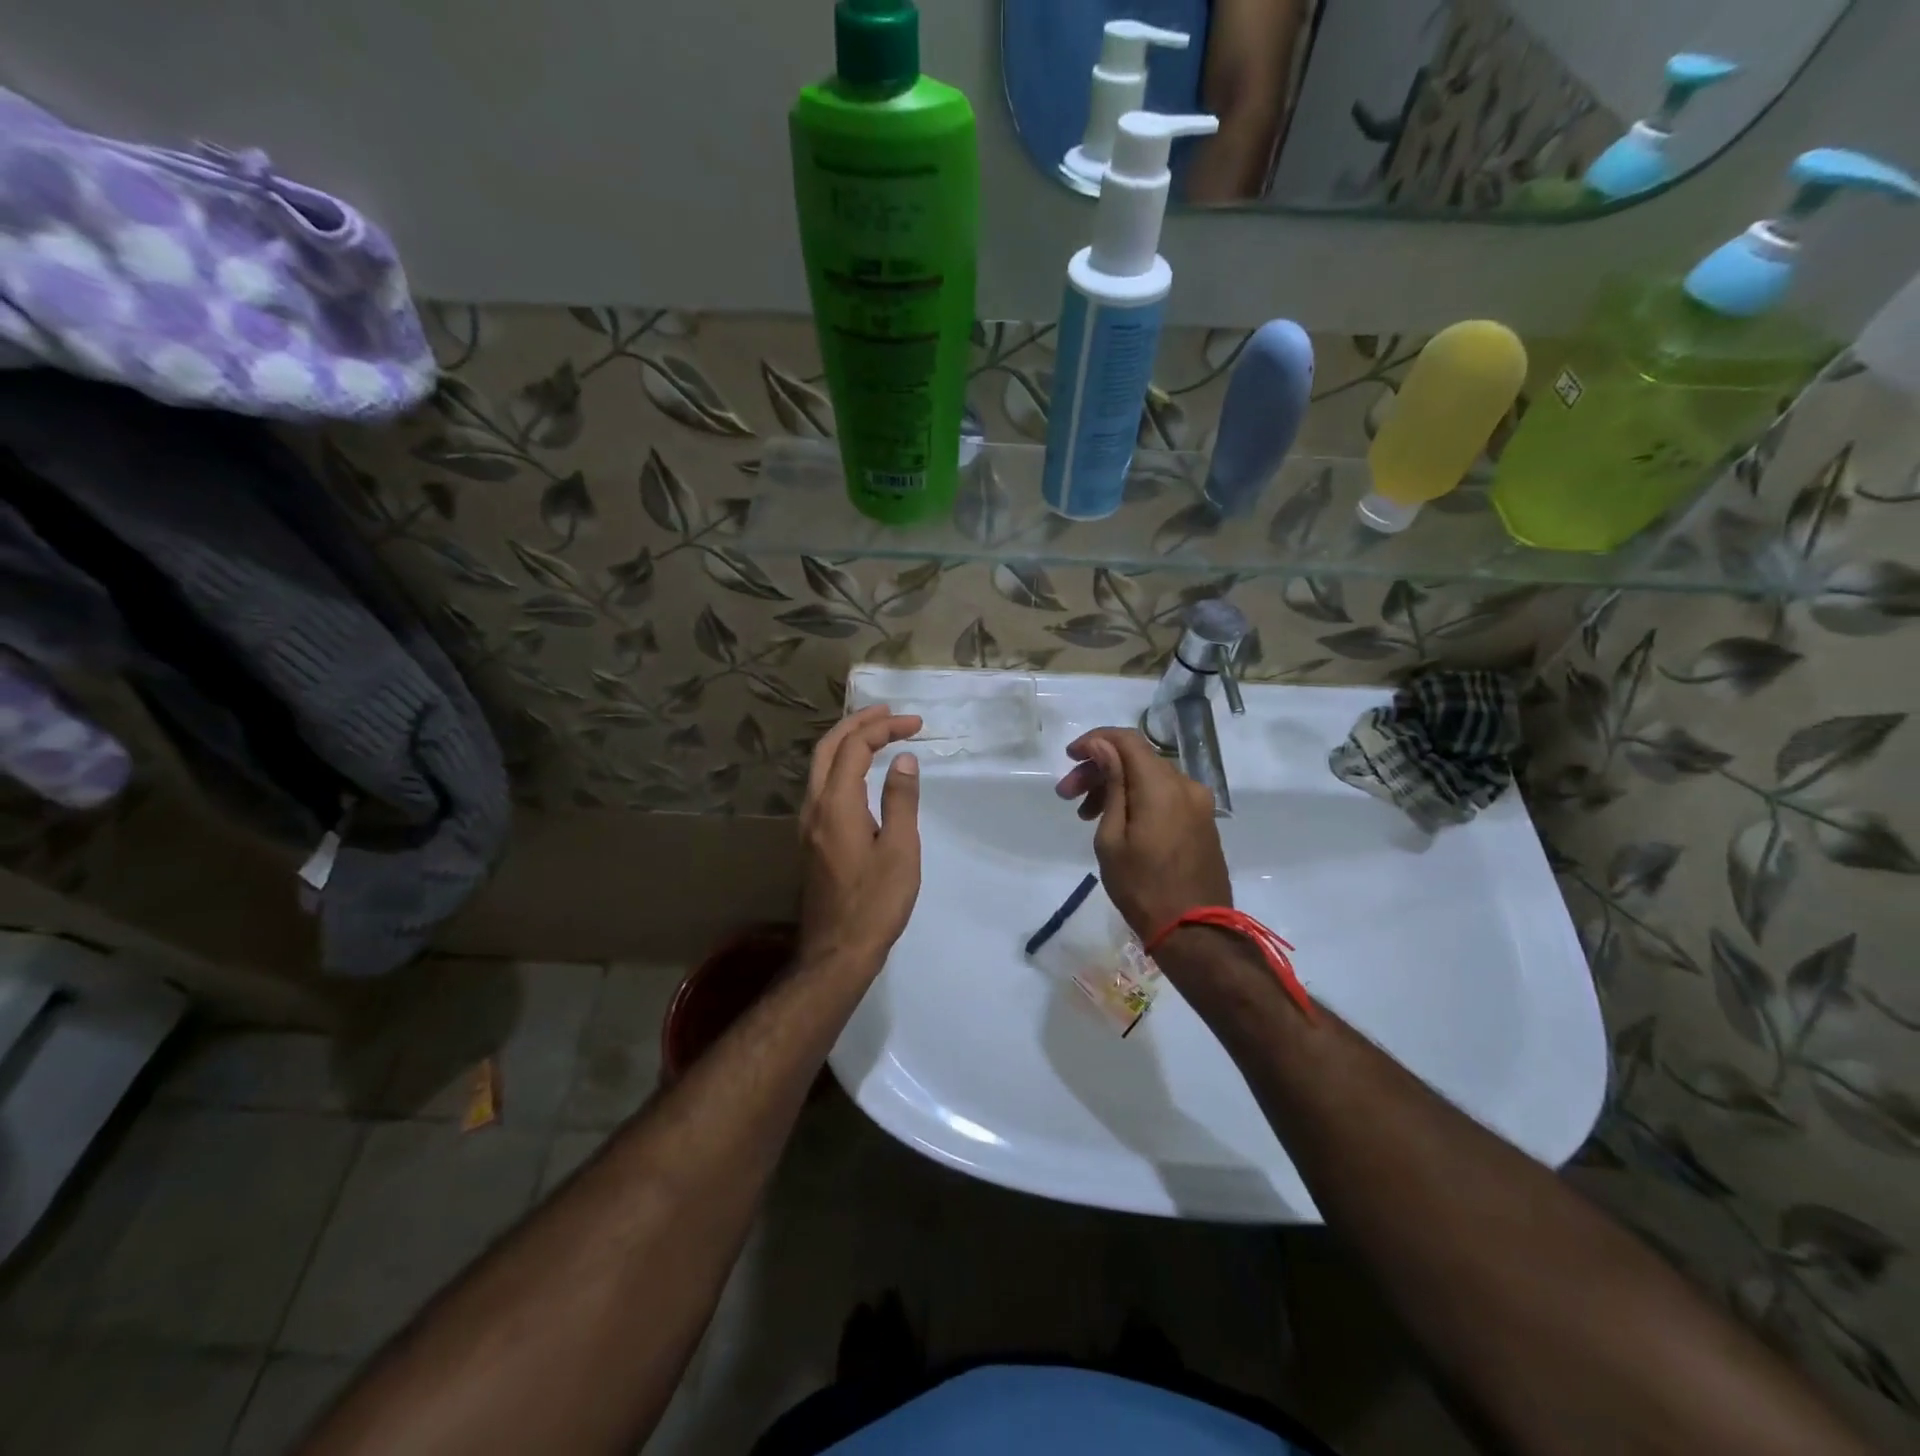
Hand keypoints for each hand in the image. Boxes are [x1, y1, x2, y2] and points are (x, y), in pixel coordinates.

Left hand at [798, 705, 923, 973]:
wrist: (837, 950)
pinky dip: (842, 764)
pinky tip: (861, 772)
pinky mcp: (811, 838)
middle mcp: (814, 806)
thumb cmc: (876, 901)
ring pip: (820, 766)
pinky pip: (822, 785)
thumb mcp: (900, 849)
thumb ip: (900, 800)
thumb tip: (902, 760)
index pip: (855, 747)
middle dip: (857, 723)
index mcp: (836, 803)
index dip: (883, 728)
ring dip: (846, 742)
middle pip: (828, 748)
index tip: (915, 724)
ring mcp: (808, 823)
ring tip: (876, 733)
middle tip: (888, 713)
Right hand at [1054, 727, 1231, 939]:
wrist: (1195, 932)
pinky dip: (1138, 799)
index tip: (1070, 757)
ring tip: (1086, 815)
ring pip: (1150, 778)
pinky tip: (1117, 823)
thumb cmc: (1142, 887)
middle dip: (1100, 769)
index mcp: (1162, 786)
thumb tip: (1103, 748)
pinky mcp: (1202, 822)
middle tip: (1067, 795)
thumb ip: (1111, 785)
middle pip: (1137, 759)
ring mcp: (1198, 804)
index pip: (1127, 740)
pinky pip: (1165, 796)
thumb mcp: (1112, 837)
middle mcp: (1186, 785)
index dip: (1096, 741)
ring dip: (1117, 786)